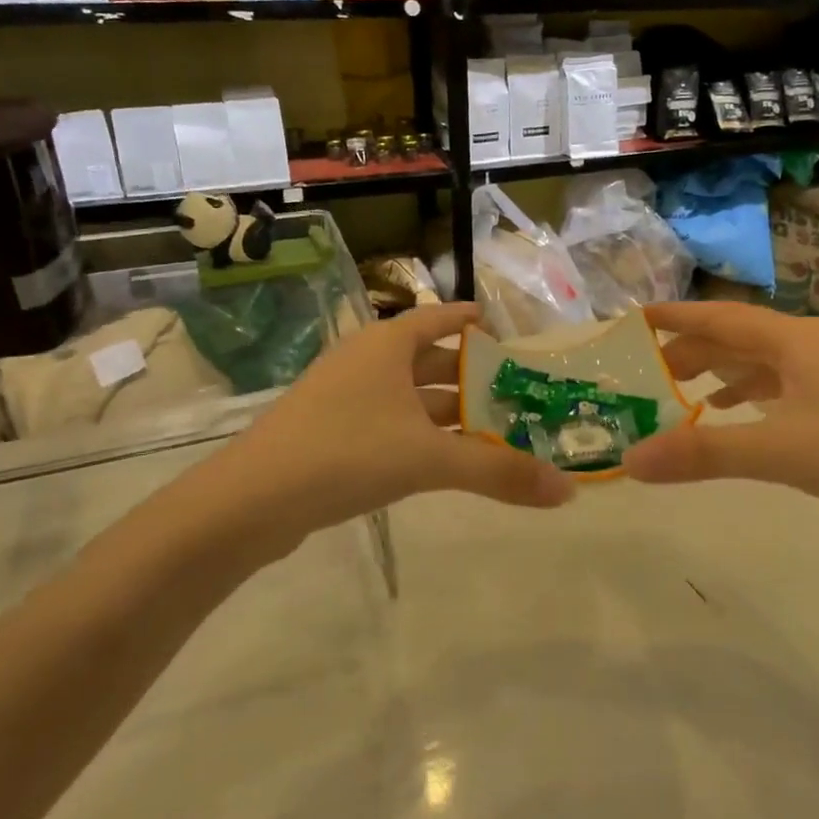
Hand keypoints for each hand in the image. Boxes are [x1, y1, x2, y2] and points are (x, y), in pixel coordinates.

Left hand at [213, 303, 574, 553]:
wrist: (251, 500)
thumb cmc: (347, 453)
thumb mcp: (430, 458)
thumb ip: (499, 472)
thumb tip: (567, 491)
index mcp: (388, 344)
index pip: (441, 318)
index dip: (474, 323)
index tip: (507, 333)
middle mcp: (367, 360)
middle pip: (432, 360)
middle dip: (473, 378)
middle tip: (518, 396)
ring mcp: (345, 396)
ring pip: (411, 397)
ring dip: (450, 413)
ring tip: (494, 433)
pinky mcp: (331, 431)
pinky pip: (391, 422)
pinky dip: (422, 435)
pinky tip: (444, 461)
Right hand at [623, 303, 818, 545]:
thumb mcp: (779, 452)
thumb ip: (703, 453)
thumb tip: (631, 459)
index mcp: (793, 340)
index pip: (719, 316)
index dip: (675, 316)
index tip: (633, 318)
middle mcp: (807, 345)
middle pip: (735, 337)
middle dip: (689, 349)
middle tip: (644, 368)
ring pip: (756, 361)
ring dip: (715, 371)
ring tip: (675, 389)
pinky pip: (776, 384)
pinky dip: (743, 393)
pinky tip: (728, 412)